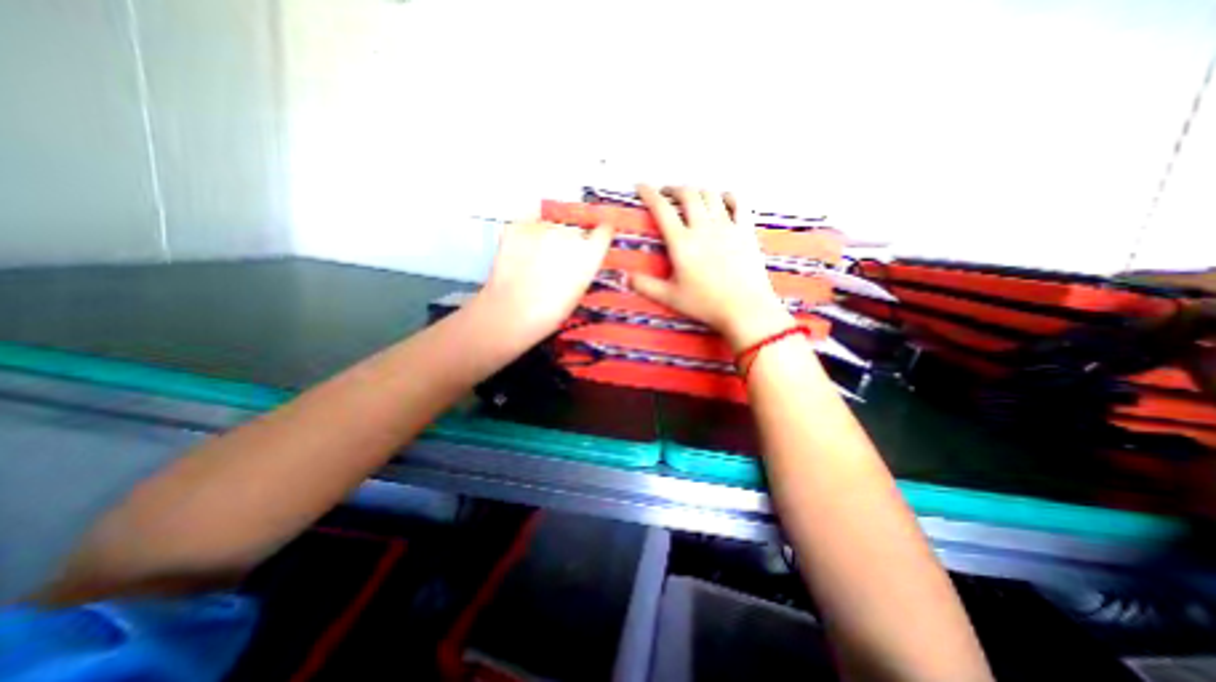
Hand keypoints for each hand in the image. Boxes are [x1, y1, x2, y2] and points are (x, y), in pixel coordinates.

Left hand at [476, 220, 607, 345]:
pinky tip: (521, 255)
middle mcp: (571, 234)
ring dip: (546, 239)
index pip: (604, 230)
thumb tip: (581, 256)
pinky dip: (525, 236)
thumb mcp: (578, 291)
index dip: (599, 234)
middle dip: (568, 243)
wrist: (511, 314)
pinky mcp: (518, 226)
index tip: (596, 235)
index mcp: (590, 254)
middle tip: (555, 264)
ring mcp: (543, 228)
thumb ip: (584, 267)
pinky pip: (527, 225)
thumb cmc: (548, 312)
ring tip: (534, 263)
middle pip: (574, 231)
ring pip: (550, 226)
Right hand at [632, 183, 794, 349]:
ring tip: (690, 196)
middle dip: (673, 188)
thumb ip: (645, 286)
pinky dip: (727, 195)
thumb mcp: (670, 298)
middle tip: (666, 193)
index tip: (641, 186)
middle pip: (687, 194)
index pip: (662, 209)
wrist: (745, 309)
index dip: (649, 193)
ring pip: (710, 194)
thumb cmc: (705, 304)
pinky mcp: (745, 230)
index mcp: (682, 243)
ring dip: (697, 190)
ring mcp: (727, 226)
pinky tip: (721, 199)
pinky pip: (738, 202)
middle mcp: (703, 228)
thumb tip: (623, 276)